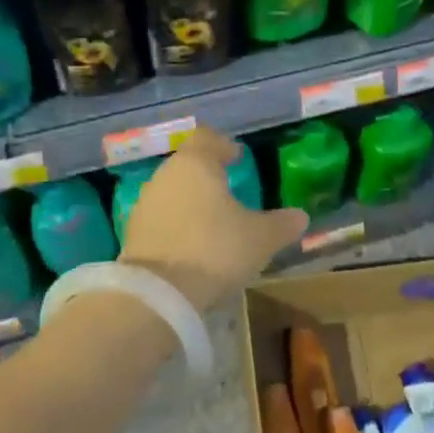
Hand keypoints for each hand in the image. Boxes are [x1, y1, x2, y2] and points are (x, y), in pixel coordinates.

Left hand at [121, 126, 308, 309]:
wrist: (159, 294)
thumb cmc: (215, 249)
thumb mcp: (260, 238)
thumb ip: (282, 224)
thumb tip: (300, 216)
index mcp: (196, 164)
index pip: (207, 139)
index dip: (224, 145)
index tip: (237, 156)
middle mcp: (166, 176)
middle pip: (188, 165)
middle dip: (208, 175)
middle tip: (229, 190)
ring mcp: (145, 204)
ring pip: (173, 191)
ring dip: (191, 201)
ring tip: (212, 220)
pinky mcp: (133, 233)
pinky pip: (161, 218)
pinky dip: (177, 223)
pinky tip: (192, 243)